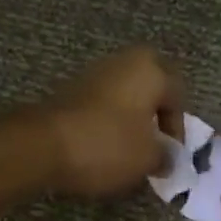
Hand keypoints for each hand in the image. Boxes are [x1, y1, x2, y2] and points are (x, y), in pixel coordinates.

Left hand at [39, 47, 183, 197]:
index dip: (178, 129)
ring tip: (129, 150)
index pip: (178, 96)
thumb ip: (166, 156)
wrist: (43, 145)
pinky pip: (101, 105)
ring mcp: (92, 74)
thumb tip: (167, 158)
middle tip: (154, 141)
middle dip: (155, 113)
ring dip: (130, 118)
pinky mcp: (69, 91)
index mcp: (150, 71)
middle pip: (150, 87)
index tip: (171, 155)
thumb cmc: (107, 145)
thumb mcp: (148, 158)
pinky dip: (107, 122)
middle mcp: (123, 63)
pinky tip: (104, 147)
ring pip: (124, 94)